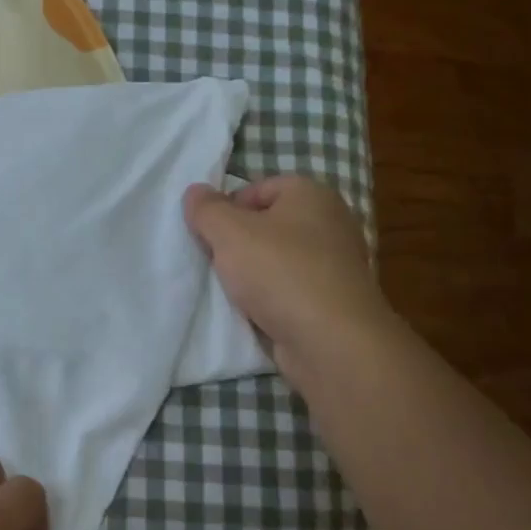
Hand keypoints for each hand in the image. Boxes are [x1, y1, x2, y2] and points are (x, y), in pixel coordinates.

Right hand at [182, 176, 389, 378]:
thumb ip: (207, 209)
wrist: (330, 341)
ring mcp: (335, 265)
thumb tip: (196, 192)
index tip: (208, 234)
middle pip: (268, 225)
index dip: (228, 207)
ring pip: (277, 260)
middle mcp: (330, 224)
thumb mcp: (229, 232)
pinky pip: (290, 291)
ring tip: (229, 290)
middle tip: (213, 262)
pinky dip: (270, 299)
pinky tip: (252, 312)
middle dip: (238, 243)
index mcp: (312, 195)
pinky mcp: (332, 301)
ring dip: (251, 274)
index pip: (260, 188)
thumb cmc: (280, 272)